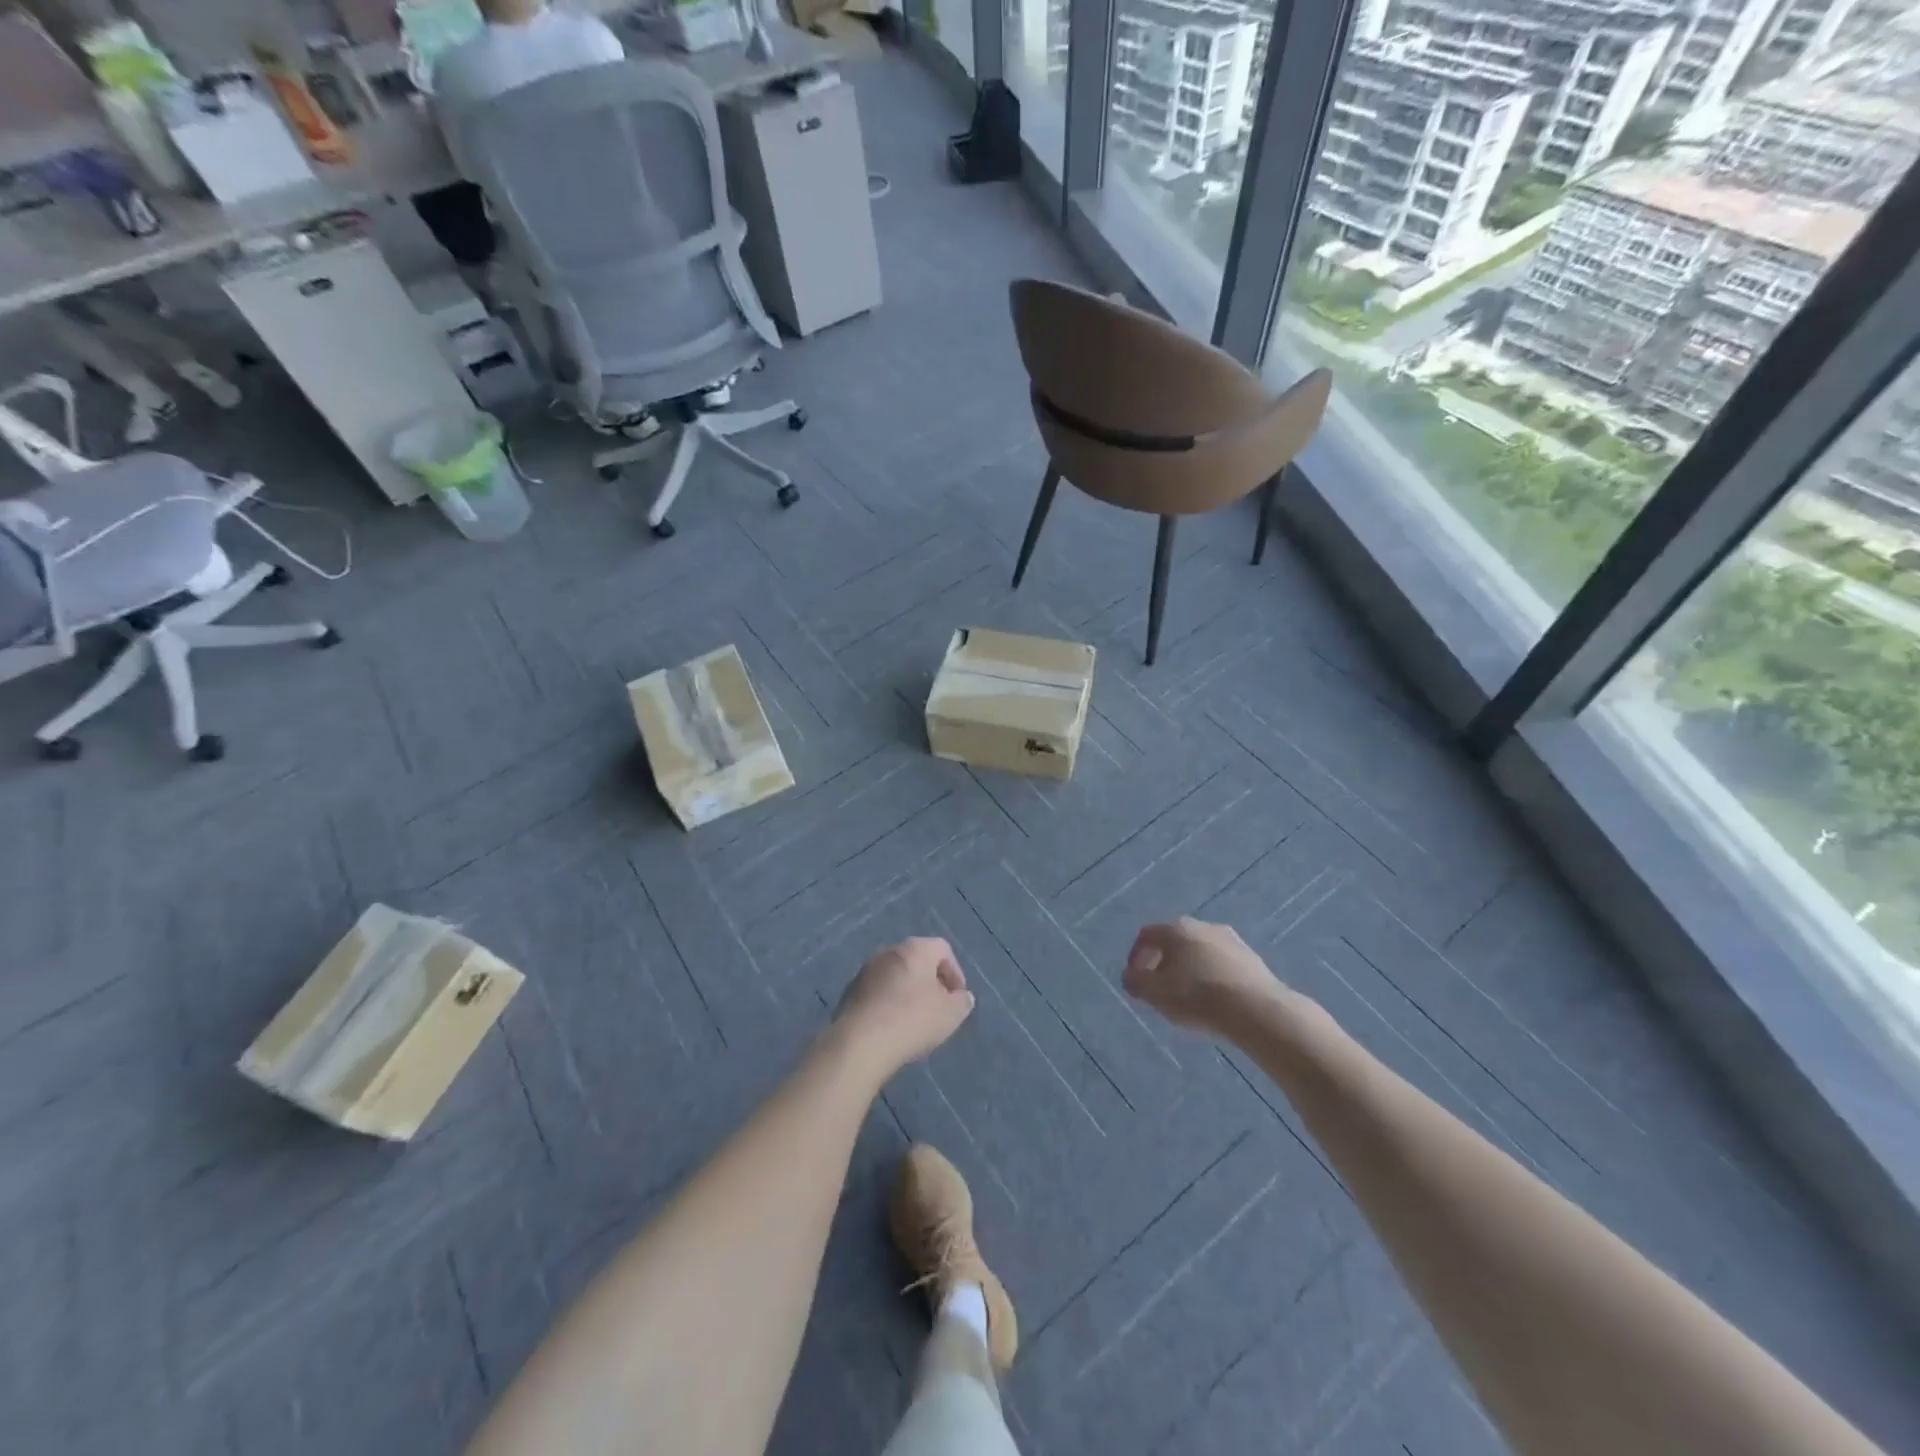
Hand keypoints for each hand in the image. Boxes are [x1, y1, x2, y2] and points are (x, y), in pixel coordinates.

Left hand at [831, 937, 973, 1077]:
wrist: (860, 1042)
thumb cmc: (912, 1020)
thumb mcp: (951, 1014)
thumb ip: (962, 1002)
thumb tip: (961, 997)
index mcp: (915, 949)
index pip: (942, 949)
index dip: (955, 972)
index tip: (957, 998)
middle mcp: (889, 951)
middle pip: (917, 961)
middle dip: (931, 983)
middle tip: (938, 1008)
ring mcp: (866, 970)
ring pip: (895, 976)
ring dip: (908, 993)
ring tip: (914, 1021)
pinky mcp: (850, 991)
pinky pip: (878, 992)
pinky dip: (888, 1004)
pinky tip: (891, 1028)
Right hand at [1123, 918, 1282, 1035]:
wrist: (1257, 1010)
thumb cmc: (1198, 997)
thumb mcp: (1155, 994)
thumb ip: (1135, 982)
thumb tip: (1130, 976)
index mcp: (1177, 929)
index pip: (1146, 936)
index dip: (1135, 958)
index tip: (1136, 982)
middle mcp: (1203, 926)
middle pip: (1173, 942)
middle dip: (1163, 965)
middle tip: (1160, 990)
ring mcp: (1231, 939)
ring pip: (1199, 952)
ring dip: (1188, 970)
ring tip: (1188, 998)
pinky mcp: (1251, 958)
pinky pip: (1221, 963)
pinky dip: (1211, 976)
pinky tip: (1214, 1000)